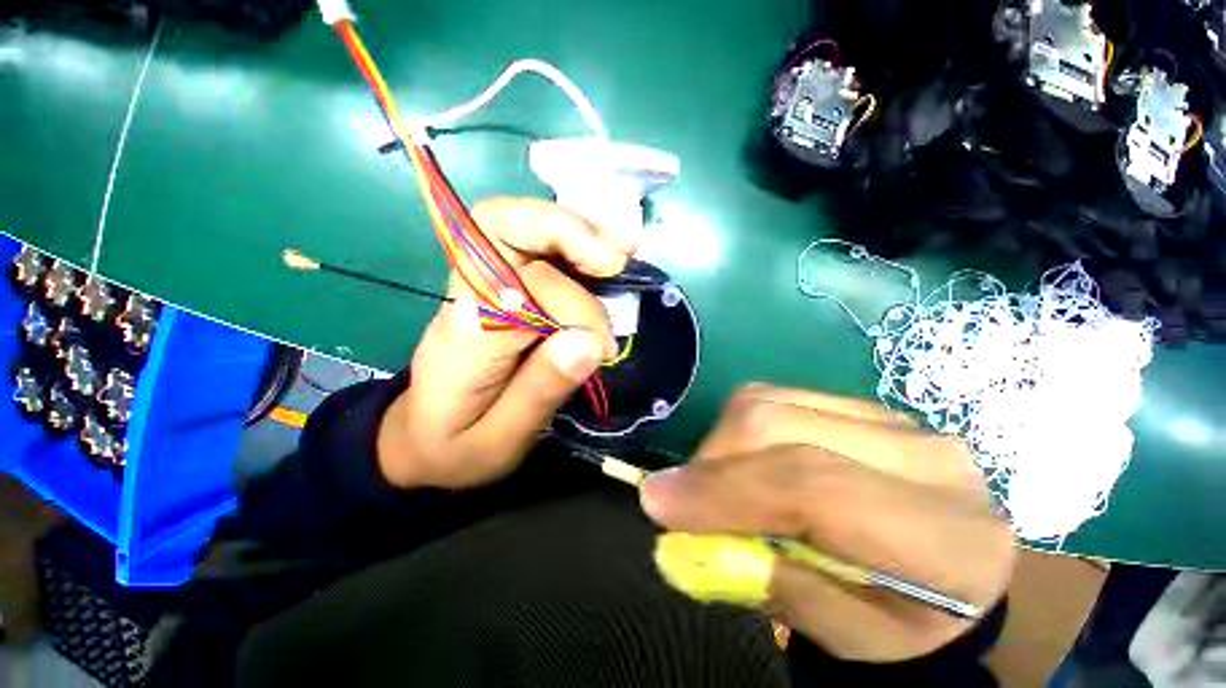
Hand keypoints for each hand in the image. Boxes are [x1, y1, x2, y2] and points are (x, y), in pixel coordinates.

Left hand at [377, 198, 633, 489]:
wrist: (419, 436)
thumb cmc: (457, 445)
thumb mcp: (499, 440)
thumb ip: (541, 391)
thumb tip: (590, 341)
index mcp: (466, 338)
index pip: (520, 289)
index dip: (572, 305)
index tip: (601, 343)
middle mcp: (469, 297)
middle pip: (504, 226)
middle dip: (568, 234)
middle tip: (616, 258)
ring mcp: (483, 285)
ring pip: (521, 226)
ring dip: (576, 232)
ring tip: (619, 250)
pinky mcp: (501, 286)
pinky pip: (534, 246)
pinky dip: (574, 242)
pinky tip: (604, 256)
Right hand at [640, 384, 1014, 661]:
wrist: (959, 571)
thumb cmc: (906, 623)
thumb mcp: (845, 636)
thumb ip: (765, 582)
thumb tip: (679, 532)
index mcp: (942, 534)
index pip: (811, 486)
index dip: (724, 489)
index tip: (657, 502)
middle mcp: (920, 455)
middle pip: (777, 425)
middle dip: (712, 460)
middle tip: (683, 498)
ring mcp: (888, 416)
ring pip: (767, 401)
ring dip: (720, 442)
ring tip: (716, 483)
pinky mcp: (858, 404)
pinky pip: (774, 398)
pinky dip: (738, 428)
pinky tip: (743, 461)